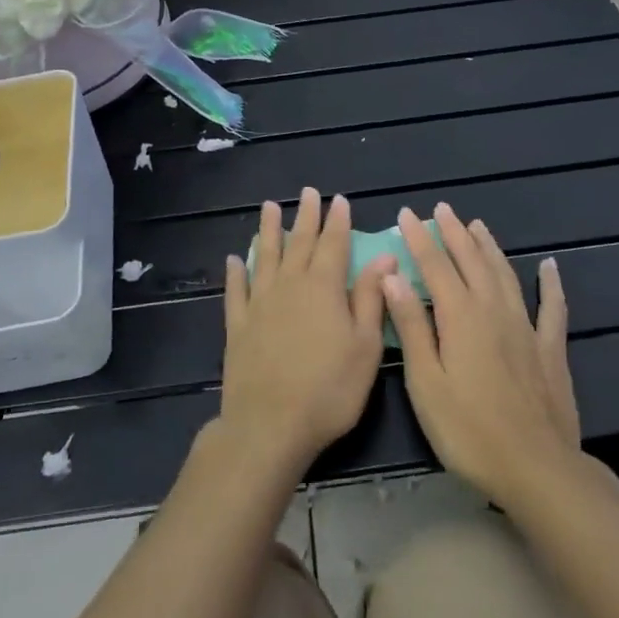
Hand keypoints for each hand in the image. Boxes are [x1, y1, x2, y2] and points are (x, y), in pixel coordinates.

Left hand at [218, 188, 394, 478]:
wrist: (270, 425)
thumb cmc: (330, 389)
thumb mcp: (365, 346)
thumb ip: (370, 297)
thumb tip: (384, 258)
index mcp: (324, 288)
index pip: (333, 244)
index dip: (338, 221)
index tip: (339, 199)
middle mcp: (290, 286)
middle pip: (299, 243)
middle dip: (306, 216)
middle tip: (308, 192)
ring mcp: (259, 304)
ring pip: (265, 257)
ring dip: (269, 230)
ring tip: (269, 207)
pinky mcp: (237, 326)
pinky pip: (235, 291)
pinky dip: (235, 273)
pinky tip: (234, 259)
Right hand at [384, 202, 580, 505]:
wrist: (536, 468)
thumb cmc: (468, 430)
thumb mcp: (426, 382)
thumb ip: (412, 326)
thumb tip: (393, 276)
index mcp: (460, 316)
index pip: (435, 265)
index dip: (420, 238)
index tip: (407, 214)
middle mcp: (494, 310)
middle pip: (472, 261)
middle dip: (454, 233)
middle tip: (442, 209)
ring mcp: (526, 327)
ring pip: (505, 274)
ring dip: (489, 247)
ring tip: (477, 226)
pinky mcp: (550, 349)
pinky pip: (552, 306)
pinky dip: (550, 283)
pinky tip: (549, 266)